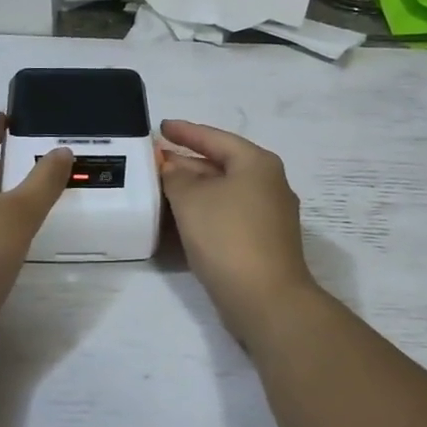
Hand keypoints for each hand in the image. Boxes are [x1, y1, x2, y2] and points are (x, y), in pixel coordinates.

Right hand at [159, 120, 317, 333]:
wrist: (266, 299)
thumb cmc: (228, 237)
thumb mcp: (192, 199)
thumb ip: (176, 177)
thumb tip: (172, 167)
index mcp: (257, 164)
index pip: (216, 138)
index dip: (186, 132)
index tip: (161, 127)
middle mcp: (269, 184)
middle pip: (222, 164)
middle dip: (188, 162)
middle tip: (156, 160)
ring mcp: (270, 216)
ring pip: (225, 192)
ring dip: (195, 189)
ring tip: (162, 187)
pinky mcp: (263, 242)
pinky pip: (228, 215)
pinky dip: (205, 211)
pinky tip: (183, 219)